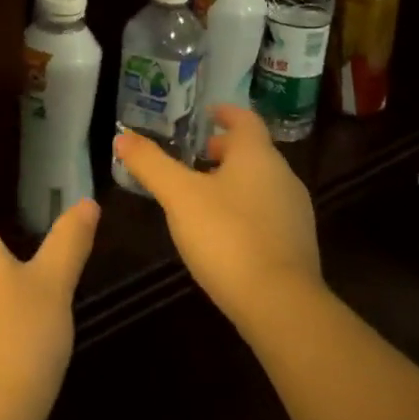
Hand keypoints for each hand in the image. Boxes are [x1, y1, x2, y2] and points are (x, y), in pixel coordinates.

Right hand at [111, 104, 320, 332]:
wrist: (281, 306)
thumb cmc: (227, 236)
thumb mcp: (178, 196)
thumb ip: (150, 164)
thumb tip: (122, 136)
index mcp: (257, 156)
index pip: (245, 120)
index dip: (224, 113)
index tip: (206, 113)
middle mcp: (283, 177)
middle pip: (253, 152)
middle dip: (224, 150)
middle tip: (194, 156)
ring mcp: (295, 214)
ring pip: (261, 183)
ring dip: (233, 181)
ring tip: (201, 194)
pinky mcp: (297, 246)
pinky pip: (267, 213)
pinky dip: (244, 209)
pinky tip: (222, 231)